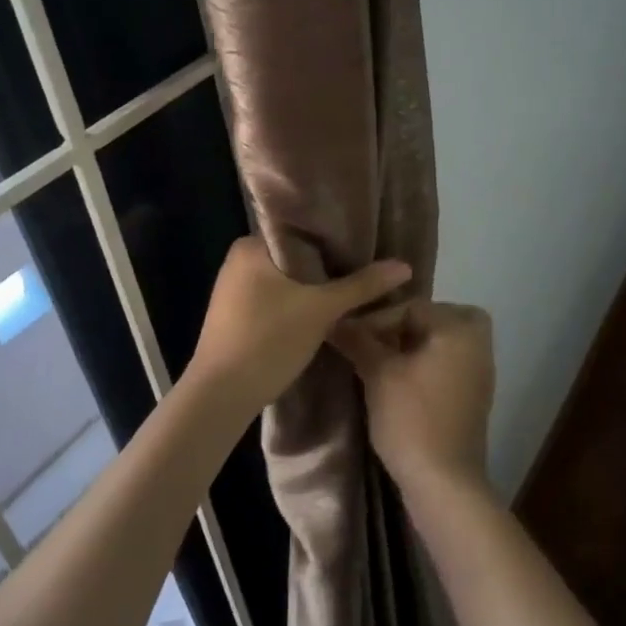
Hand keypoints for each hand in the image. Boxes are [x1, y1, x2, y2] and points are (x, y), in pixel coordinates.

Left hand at [189, 238, 412, 413]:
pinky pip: (277, 299)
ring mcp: (235, 291)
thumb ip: (362, 285)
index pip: (300, 229)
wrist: (220, 396)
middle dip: (329, 263)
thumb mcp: (320, 310)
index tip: (368, 241)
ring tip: (355, 286)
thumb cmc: (267, 340)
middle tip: (369, 265)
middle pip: (296, 255)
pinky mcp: (237, 317)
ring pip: (288, 280)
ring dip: (316, 286)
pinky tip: (325, 310)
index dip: (335, 235)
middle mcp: (239, 261)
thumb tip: (405, 266)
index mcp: (250, 245)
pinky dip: (300, 303)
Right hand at [331, 301, 494, 497]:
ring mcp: (480, 372)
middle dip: (401, 326)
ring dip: (412, 346)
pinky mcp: (474, 396)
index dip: (376, 320)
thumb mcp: (378, 374)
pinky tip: (398, 383)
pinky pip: (447, 364)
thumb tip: (336, 319)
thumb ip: (359, 340)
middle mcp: (478, 344)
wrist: (444, 483)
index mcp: (460, 329)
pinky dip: (425, 365)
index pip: (411, 307)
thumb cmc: (412, 419)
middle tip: (371, 342)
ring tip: (379, 362)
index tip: (349, 337)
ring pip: (441, 342)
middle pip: (433, 318)